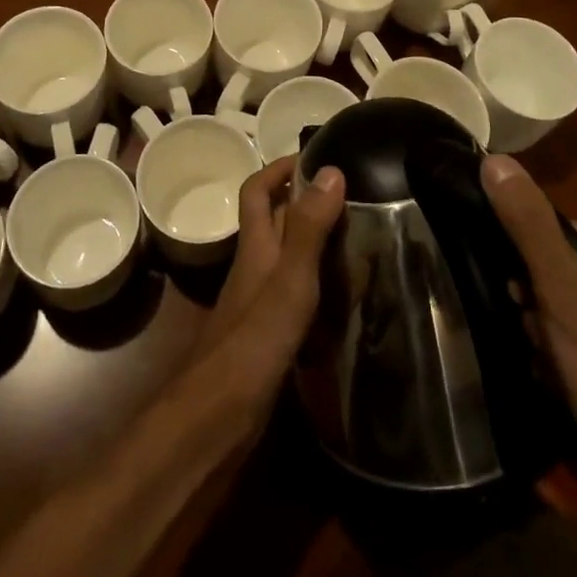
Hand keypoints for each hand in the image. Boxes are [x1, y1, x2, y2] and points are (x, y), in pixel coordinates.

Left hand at [193, 157, 345, 415]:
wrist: (216, 421)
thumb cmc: (253, 343)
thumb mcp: (289, 280)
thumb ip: (309, 228)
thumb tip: (331, 169)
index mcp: (256, 246)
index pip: (258, 189)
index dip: (280, 167)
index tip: (317, 156)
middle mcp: (255, 267)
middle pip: (275, 221)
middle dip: (306, 202)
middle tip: (354, 196)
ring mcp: (260, 303)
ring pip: (288, 258)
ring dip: (316, 243)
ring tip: (361, 239)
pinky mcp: (269, 336)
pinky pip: (297, 295)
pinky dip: (320, 287)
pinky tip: (347, 298)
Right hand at [481, 154, 576, 485]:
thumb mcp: (565, 293)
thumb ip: (529, 225)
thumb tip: (494, 158)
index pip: (572, 236)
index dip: (536, 262)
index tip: (518, 293)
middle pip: (573, 277)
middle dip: (542, 304)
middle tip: (534, 332)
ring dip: (549, 334)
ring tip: (546, 363)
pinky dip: (569, 363)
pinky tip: (559, 385)